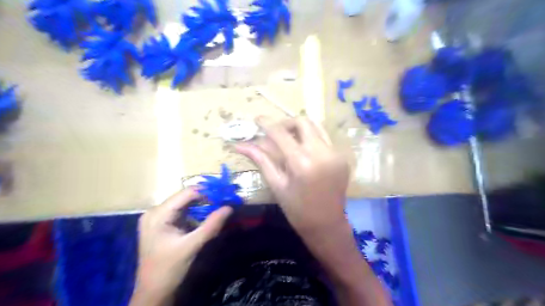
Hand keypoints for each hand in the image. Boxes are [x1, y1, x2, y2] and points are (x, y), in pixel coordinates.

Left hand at [134, 190, 233, 304]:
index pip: (187, 193)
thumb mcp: (192, 246)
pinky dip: (197, 213)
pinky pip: (183, 212)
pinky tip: (208, 216)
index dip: (207, 192)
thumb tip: (229, 207)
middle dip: (206, 199)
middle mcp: (156, 211)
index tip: (225, 195)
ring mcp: (158, 217)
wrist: (153, 292)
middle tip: (225, 201)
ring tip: (220, 207)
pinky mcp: (163, 224)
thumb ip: (211, 226)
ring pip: (186, 204)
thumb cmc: (169, 269)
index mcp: (158, 214)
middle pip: (186, 197)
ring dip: (203, 205)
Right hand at [236, 118, 348, 232]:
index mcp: (302, 163)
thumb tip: (240, 145)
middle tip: (275, 133)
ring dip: (300, 128)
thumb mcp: (277, 185)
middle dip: (286, 123)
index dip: (267, 123)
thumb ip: (261, 160)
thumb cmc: (297, 210)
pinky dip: (311, 138)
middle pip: (302, 122)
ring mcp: (335, 154)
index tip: (257, 119)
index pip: (281, 133)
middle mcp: (322, 153)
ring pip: (316, 126)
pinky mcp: (342, 157)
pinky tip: (303, 149)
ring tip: (288, 140)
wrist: (327, 224)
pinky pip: (325, 138)